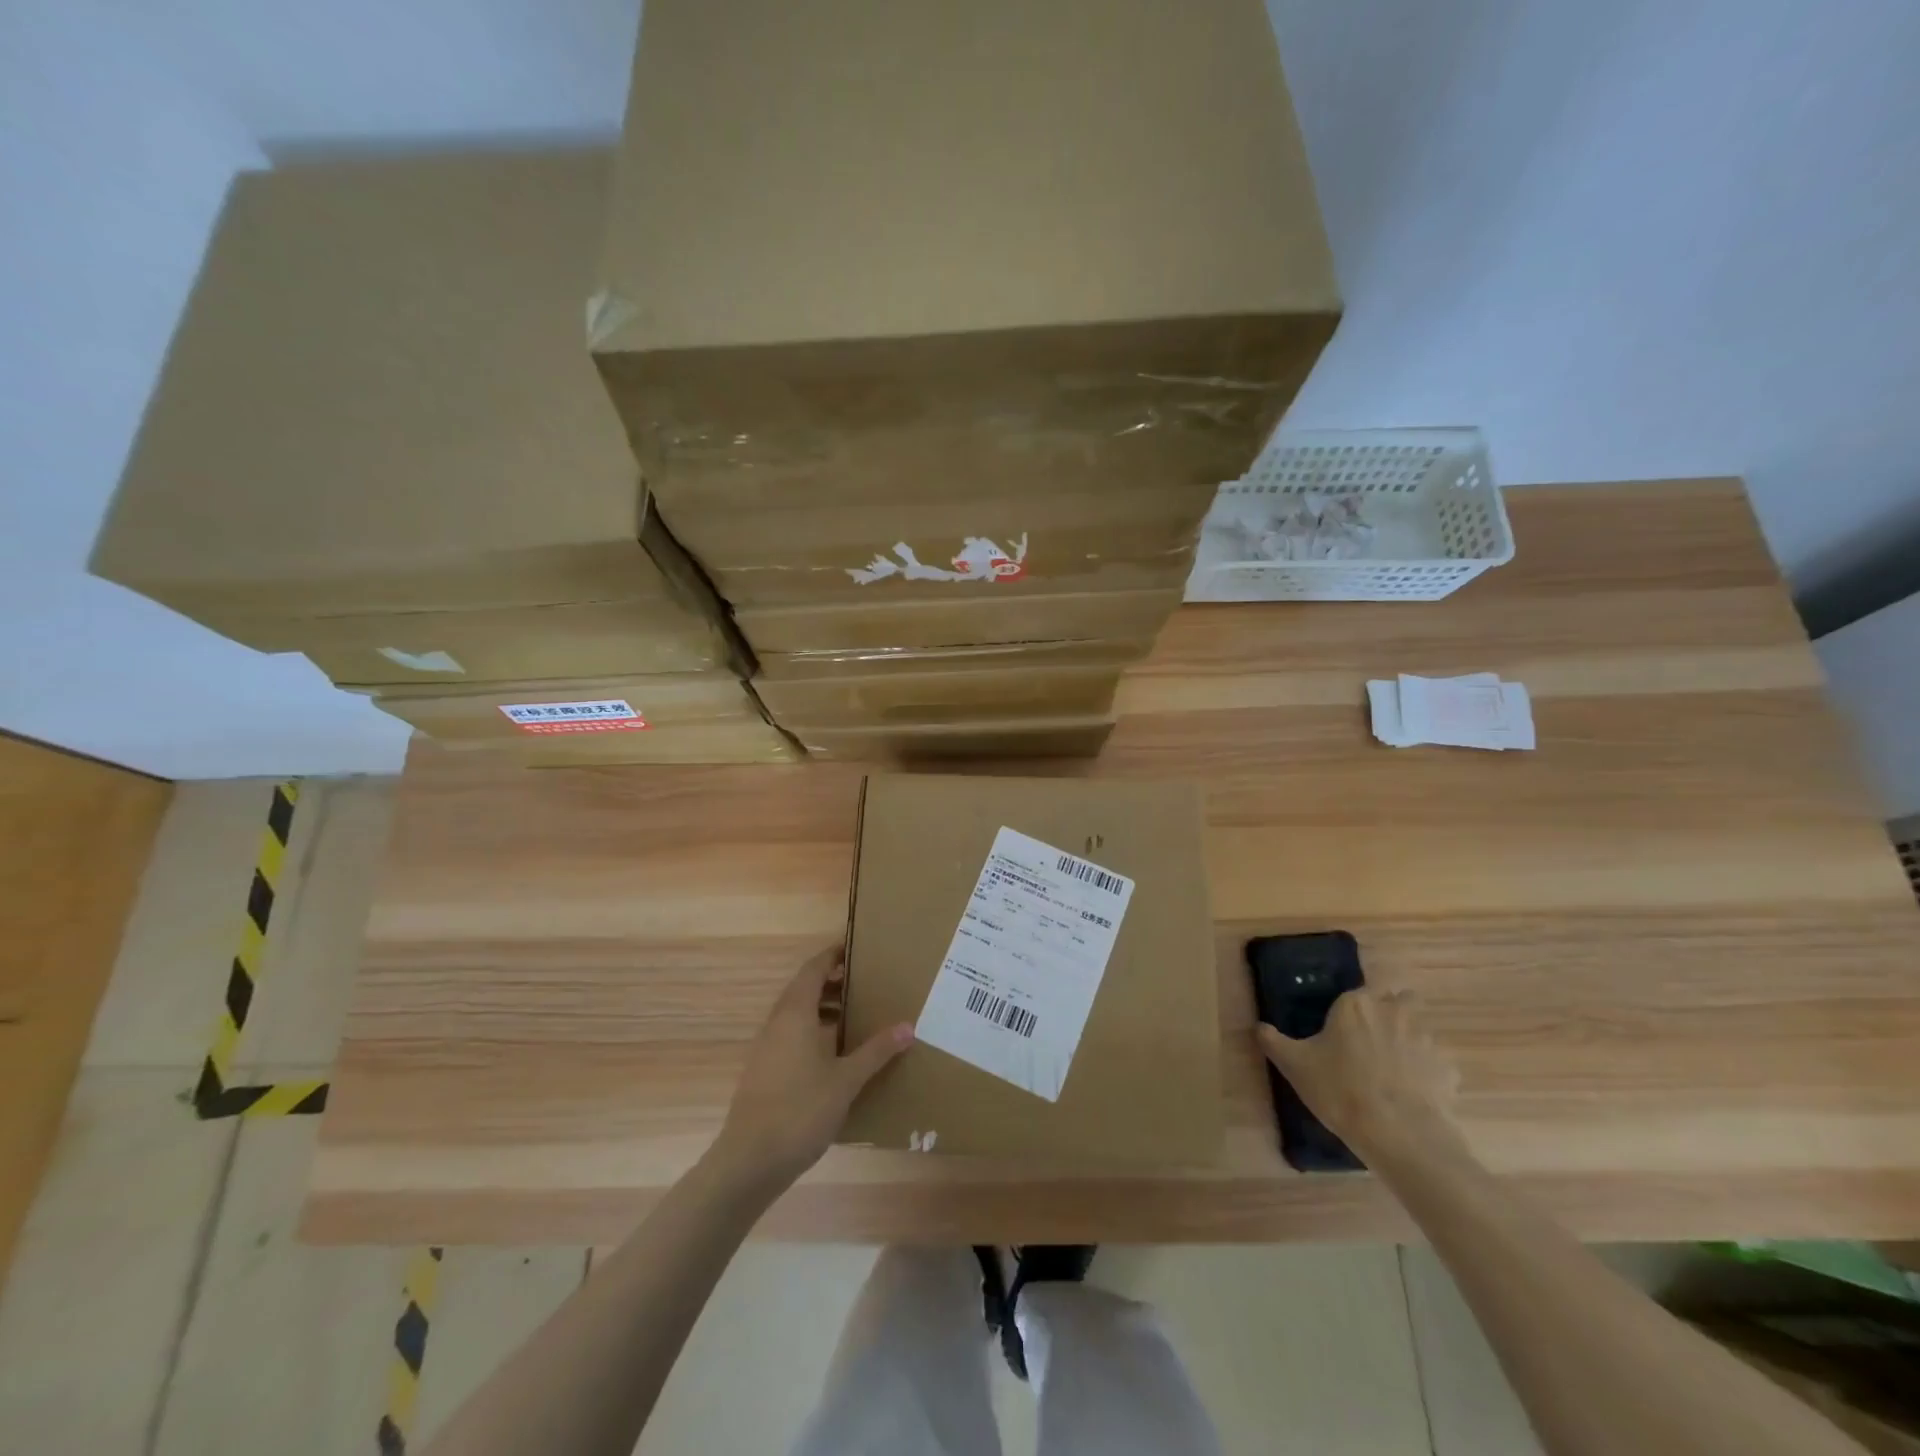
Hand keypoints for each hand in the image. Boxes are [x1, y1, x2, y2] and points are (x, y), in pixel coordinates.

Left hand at [710, 945, 913, 1192]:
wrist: (749, 1161)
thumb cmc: (800, 1110)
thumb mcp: (846, 1080)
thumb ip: (876, 1051)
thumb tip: (908, 1026)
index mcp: (796, 1013)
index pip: (813, 969)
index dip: (833, 955)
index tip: (856, 948)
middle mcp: (778, 1023)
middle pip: (804, 988)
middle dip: (833, 981)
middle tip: (865, 981)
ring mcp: (767, 1047)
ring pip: (797, 1013)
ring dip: (824, 1007)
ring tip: (856, 1015)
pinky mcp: (764, 1070)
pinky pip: (792, 1035)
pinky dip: (814, 1030)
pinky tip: (835, 1053)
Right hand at [1257, 988, 1461, 1156]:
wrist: (1399, 1134)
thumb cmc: (1340, 1090)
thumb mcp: (1294, 1066)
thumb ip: (1274, 1041)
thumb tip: (1259, 1027)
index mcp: (1356, 1004)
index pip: (1361, 989)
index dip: (1356, 1006)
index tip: (1345, 1026)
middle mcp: (1394, 1011)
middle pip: (1401, 999)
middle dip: (1392, 1012)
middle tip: (1374, 1039)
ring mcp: (1427, 1040)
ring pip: (1421, 1029)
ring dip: (1410, 1041)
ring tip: (1394, 1071)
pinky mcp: (1448, 1070)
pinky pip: (1436, 1064)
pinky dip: (1427, 1073)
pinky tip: (1414, 1095)